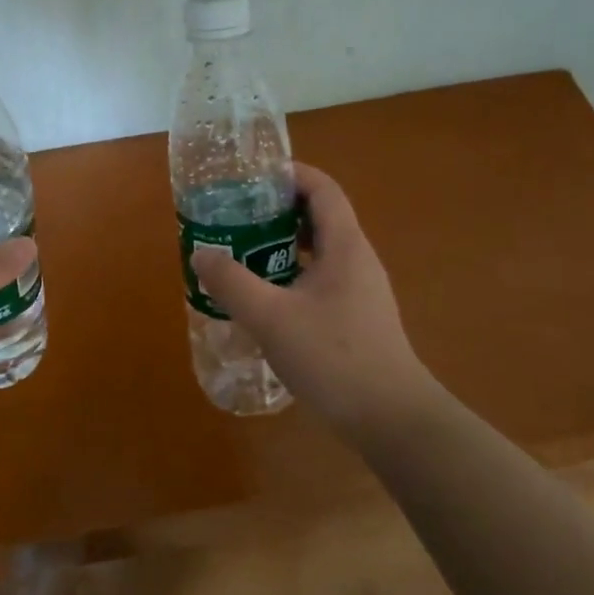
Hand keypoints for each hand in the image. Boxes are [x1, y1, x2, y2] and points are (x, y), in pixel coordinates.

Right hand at [189, 162, 436, 433]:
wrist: (392, 421)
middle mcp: (357, 259)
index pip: (322, 188)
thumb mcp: (271, 318)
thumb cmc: (334, 358)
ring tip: (243, 250)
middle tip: (237, 214)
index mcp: (345, 246)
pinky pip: (321, 277)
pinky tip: (266, 297)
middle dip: (278, 208)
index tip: (251, 177)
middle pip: (320, 215)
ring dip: (283, 243)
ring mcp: (360, 290)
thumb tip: (201, 254)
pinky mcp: (357, 317)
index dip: (290, 173)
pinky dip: (292, 273)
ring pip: (320, 249)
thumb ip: (232, 283)